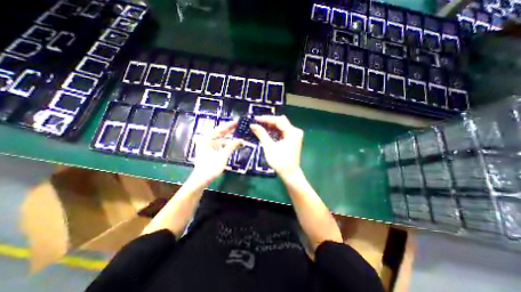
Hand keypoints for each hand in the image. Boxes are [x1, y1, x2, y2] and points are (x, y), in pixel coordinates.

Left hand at [191, 121, 241, 183]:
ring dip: (229, 137)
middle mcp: (207, 140)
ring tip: (238, 134)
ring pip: (220, 138)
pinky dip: (227, 143)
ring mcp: (208, 145)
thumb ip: (232, 146)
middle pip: (220, 132)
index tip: (237, 121)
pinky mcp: (211, 151)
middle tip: (239, 126)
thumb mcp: (223, 156)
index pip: (220, 129)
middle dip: (230, 130)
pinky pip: (220, 144)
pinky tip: (234, 144)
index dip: (229, 125)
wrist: (201, 179)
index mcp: (207, 139)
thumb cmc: (211, 167)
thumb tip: (240, 139)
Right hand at [249, 115, 303, 179]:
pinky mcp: (292, 139)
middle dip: (268, 121)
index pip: (279, 120)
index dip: (266, 119)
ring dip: (271, 126)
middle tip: (257, 122)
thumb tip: (252, 125)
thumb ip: (262, 134)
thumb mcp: (269, 147)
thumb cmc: (280, 162)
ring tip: (260, 125)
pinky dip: (274, 131)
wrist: (290, 174)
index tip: (255, 118)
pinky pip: (282, 131)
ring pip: (281, 126)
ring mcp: (294, 135)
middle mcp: (295, 131)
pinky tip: (266, 131)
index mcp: (292, 132)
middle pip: (281, 121)